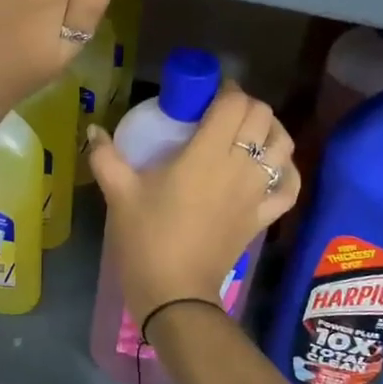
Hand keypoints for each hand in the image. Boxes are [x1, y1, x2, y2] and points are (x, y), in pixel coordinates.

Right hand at [85, 82, 302, 321]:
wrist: (174, 292)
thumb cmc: (146, 238)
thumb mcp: (119, 193)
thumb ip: (105, 156)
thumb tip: (93, 129)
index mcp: (206, 154)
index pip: (234, 105)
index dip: (227, 90)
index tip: (209, 93)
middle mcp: (239, 166)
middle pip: (262, 117)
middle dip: (246, 105)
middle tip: (222, 111)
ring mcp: (256, 193)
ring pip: (283, 146)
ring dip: (270, 130)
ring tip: (248, 132)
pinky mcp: (263, 217)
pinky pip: (289, 187)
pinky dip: (286, 171)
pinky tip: (273, 166)